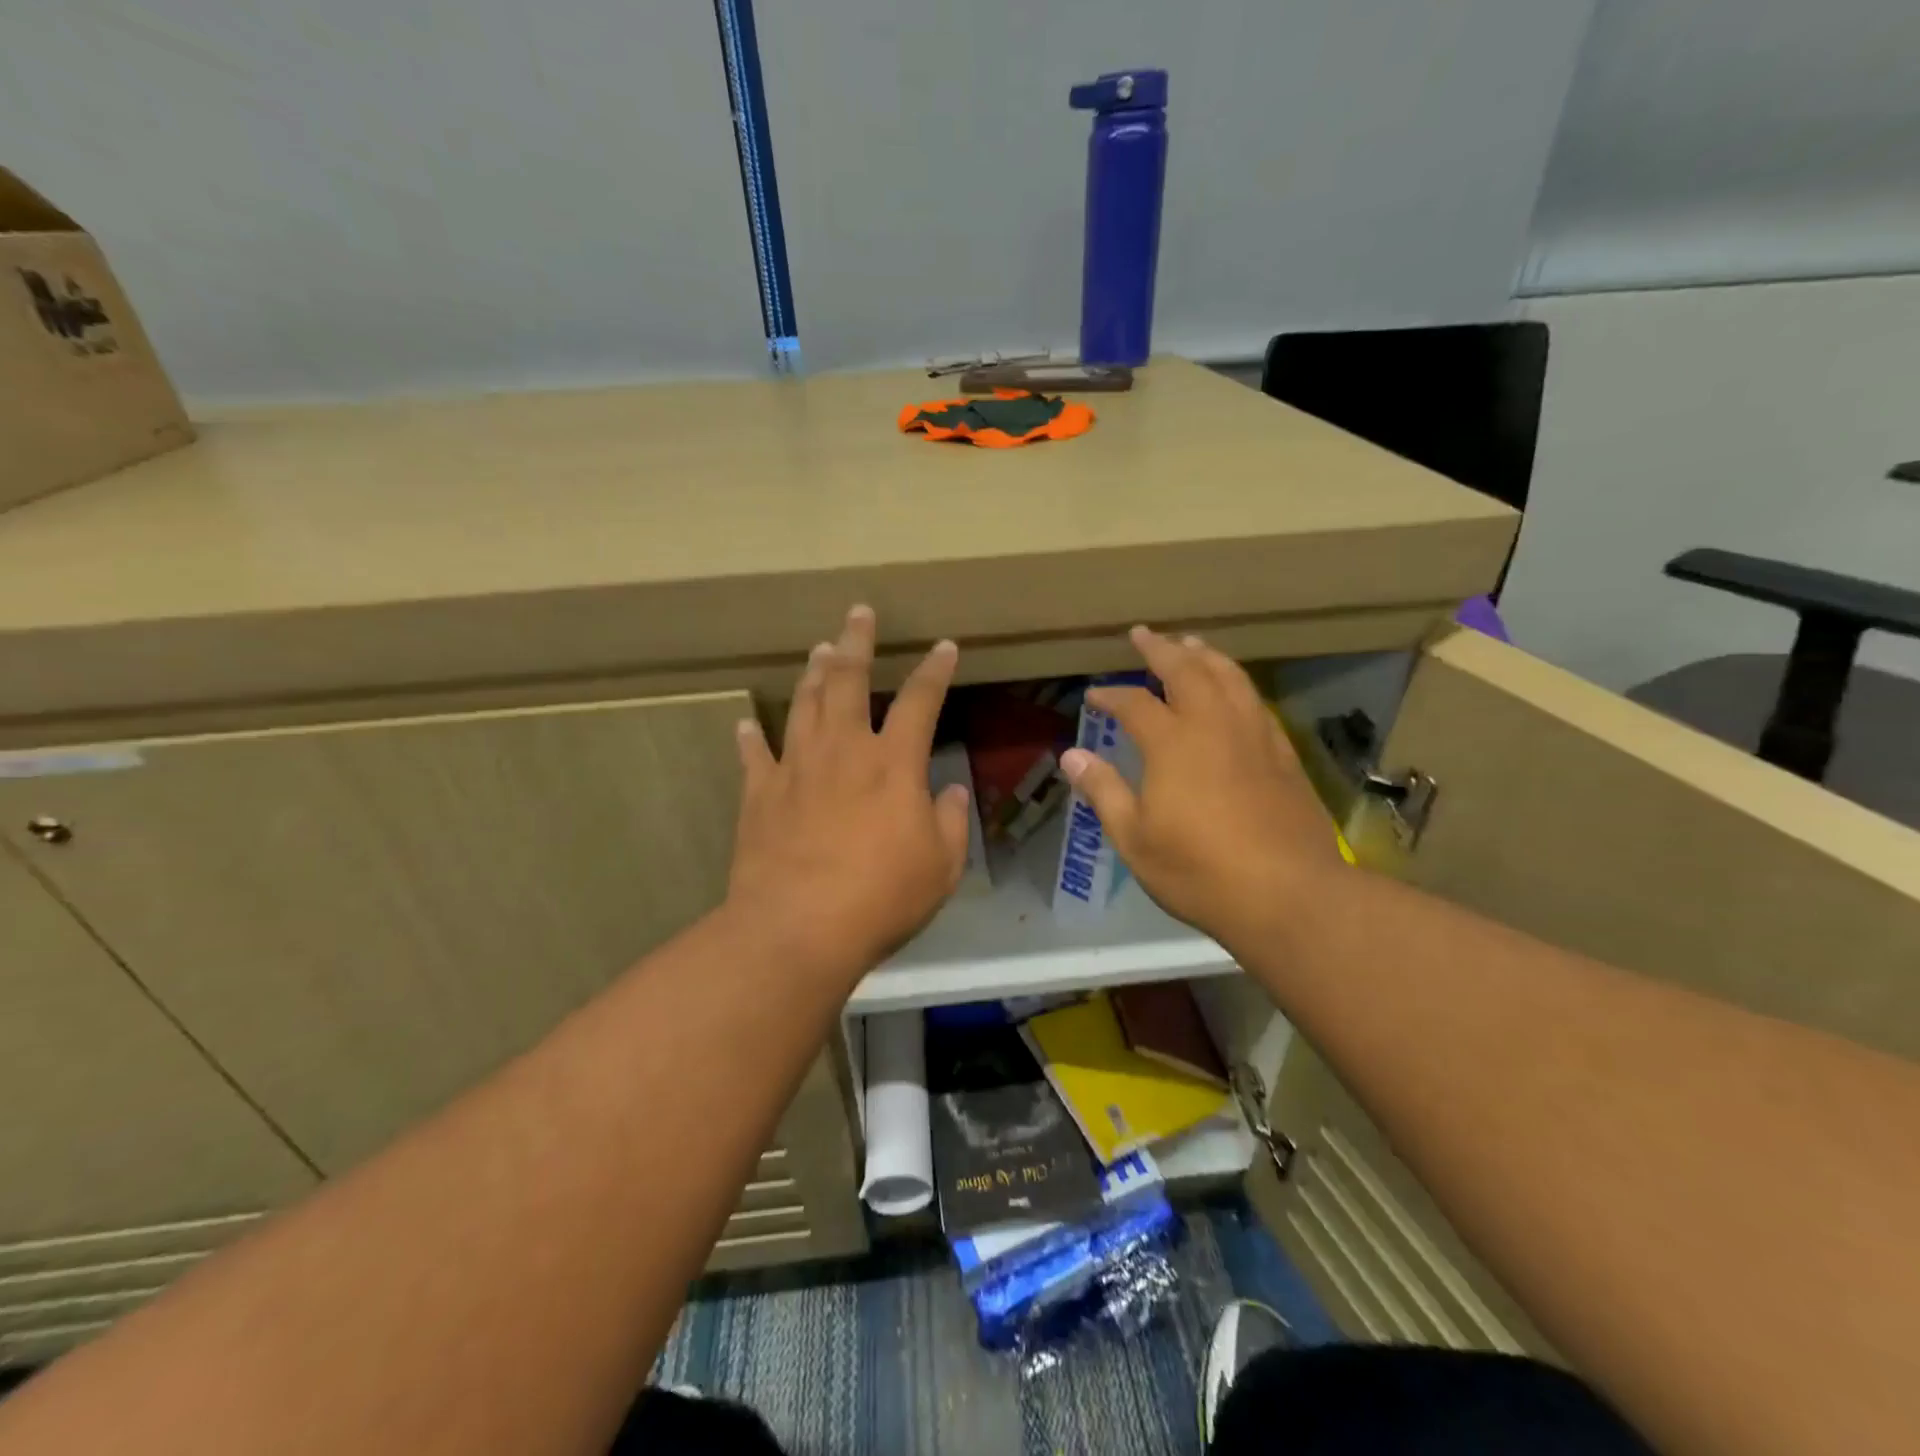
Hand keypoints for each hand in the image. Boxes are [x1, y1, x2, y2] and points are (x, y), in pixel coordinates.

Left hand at [727, 605, 971, 979]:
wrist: (798, 928)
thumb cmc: (881, 897)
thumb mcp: (941, 866)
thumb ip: (950, 823)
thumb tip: (949, 792)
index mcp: (893, 764)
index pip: (920, 702)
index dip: (934, 671)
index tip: (943, 647)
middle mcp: (843, 751)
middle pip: (847, 681)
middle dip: (856, 643)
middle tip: (857, 613)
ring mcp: (796, 769)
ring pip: (803, 705)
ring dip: (812, 674)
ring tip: (818, 649)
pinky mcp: (760, 795)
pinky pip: (755, 755)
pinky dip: (751, 737)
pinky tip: (745, 723)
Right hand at [1059, 627, 1347, 947]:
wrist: (1289, 894)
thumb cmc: (1199, 871)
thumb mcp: (1135, 838)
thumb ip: (1104, 791)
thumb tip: (1071, 756)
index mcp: (1173, 744)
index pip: (1135, 703)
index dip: (1112, 695)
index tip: (1095, 694)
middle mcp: (1215, 726)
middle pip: (1187, 671)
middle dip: (1161, 649)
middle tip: (1144, 634)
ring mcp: (1255, 736)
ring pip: (1230, 677)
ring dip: (1205, 655)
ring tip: (1190, 644)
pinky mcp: (1284, 754)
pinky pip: (1256, 701)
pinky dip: (1237, 683)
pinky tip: (1234, 690)